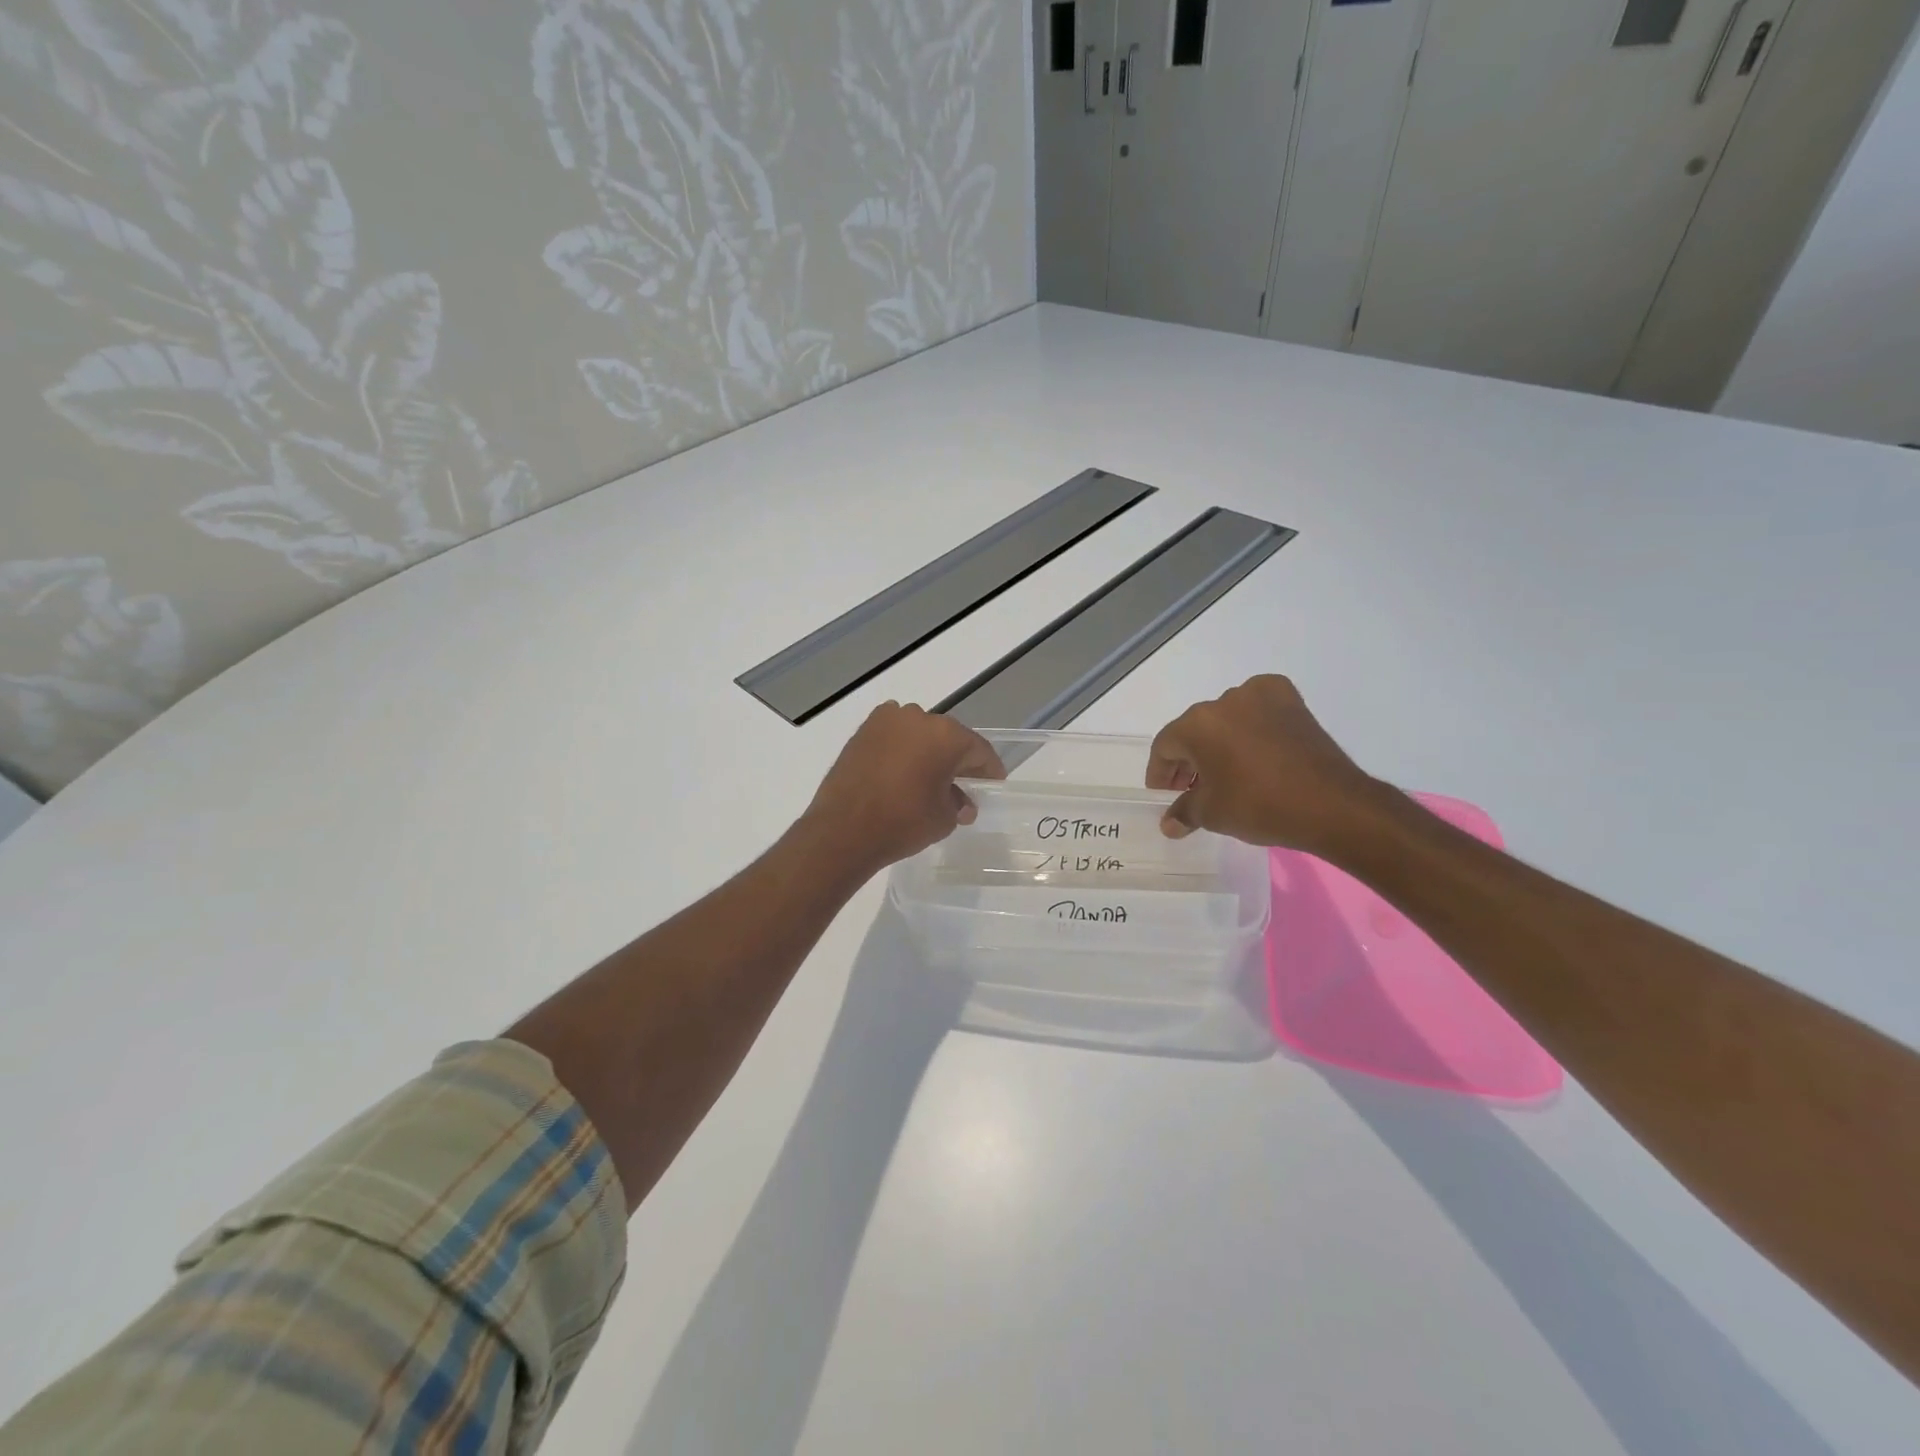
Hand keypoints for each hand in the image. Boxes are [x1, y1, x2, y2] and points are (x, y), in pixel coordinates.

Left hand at [802, 702, 1004, 870]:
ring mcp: (887, 721)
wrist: (843, 830)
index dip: (989, 769)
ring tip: (929, 779)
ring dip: (928, 752)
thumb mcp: (943, 819)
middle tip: (963, 783)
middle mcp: (918, 718)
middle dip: (957, 760)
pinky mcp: (862, 731)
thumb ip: (958, 804)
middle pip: (948, 738)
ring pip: (919, 734)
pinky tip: (902, 772)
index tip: (993, 783)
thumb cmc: (903, 822)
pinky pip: (893, 737)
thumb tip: (961, 803)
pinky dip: (902, 750)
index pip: (978, 749)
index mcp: (946, 735)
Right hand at [1147, 675, 1383, 850]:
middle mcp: (1224, 701)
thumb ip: (1184, 812)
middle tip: (1190, 788)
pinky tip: (1254, 747)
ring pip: (1225, 718)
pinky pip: (1258, 709)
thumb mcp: (1213, 814)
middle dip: (1188, 758)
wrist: (1331, 804)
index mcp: (1197, 724)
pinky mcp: (1291, 701)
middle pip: (1194, 729)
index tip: (1165, 793)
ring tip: (1224, 772)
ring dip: (1218, 742)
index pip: (1166, 745)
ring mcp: (1260, 696)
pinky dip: (1250, 724)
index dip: (1160, 772)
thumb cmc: (1260, 806)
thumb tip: (1169, 823)